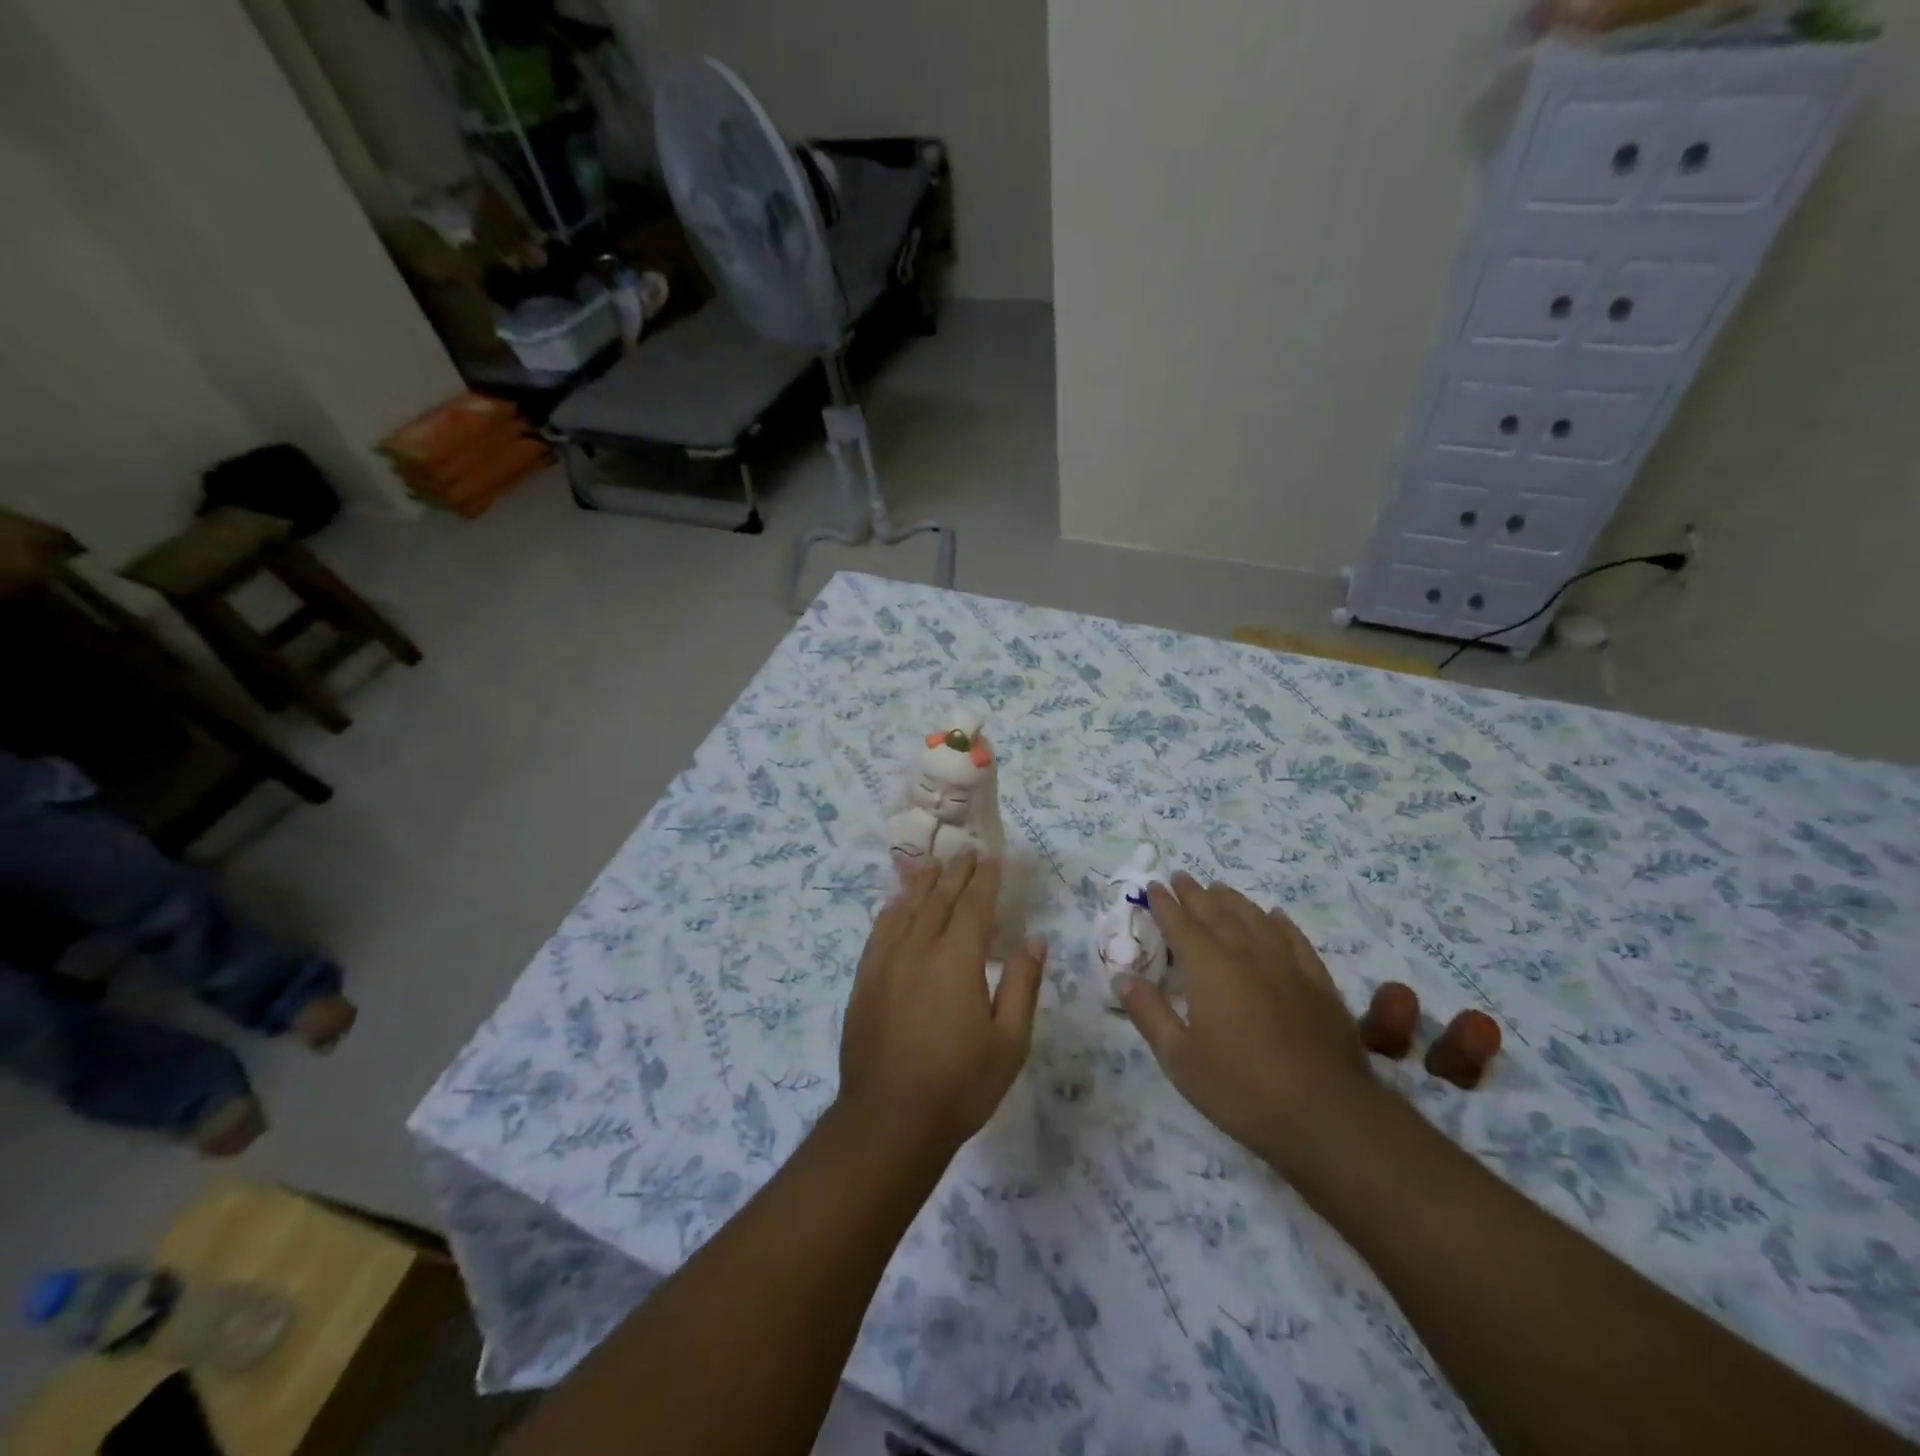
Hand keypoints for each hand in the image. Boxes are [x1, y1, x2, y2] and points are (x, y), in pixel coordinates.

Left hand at [838, 850, 1044, 1155]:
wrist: (889, 1121)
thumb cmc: (960, 1085)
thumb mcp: (1009, 1042)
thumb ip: (1022, 984)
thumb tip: (1034, 939)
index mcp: (957, 960)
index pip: (973, 906)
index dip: (985, 879)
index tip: (992, 858)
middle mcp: (918, 950)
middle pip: (938, 899)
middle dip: (955, 872)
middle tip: (967, 852)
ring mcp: (885, 964)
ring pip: (905, 909)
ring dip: (921, 883)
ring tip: (931, 864)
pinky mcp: (864, 982)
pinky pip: (878, 933)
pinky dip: (891, 911)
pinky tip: (895, 905)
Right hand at [1117, 874, 1380, 1182]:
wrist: (1327, 1115)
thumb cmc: (1241, 1088)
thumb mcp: (1179, 1058)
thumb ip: (1148, 1012)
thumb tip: (1122, 975)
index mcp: (1209, 967)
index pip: (1181, 924)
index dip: (1164, 904)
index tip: (1153, 885)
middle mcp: (1246, 954)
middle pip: (1216, 913)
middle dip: (1195, 894)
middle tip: (1180, 877)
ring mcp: (1287, 966)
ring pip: (1255, 918)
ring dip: (1233, 900)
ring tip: (1218, 888)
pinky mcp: (1318, 983)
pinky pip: (1294, 939)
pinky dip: (1280, 922)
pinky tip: (1274, 916)